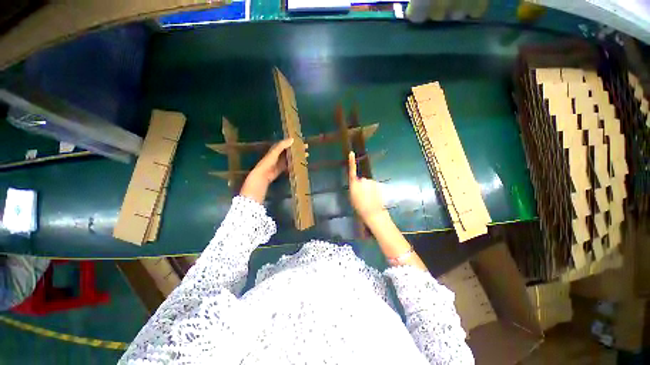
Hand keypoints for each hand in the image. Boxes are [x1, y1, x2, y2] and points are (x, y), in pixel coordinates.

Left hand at [241, 138, 301, 203]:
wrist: (263, 174)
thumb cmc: (268, 161)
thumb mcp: (275, 152)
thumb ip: (282, 145)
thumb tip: (292, 139)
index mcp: (277, 148)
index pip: (287, 143)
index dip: (294, 142)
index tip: (302, 142)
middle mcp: (279, 154)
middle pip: (290, 150)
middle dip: (298, 149)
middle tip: (306, 148)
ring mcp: (281, 162)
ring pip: (291, 157)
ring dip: (298, 156)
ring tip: (306, 155)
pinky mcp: (282, 168)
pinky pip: (290, 165)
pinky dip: (295, 164)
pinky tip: (301, 164)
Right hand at [348, 151, 386, 221]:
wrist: (372, 212)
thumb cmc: (359, 207)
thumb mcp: (352, 197)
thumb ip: (354, 188)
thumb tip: (357, 184)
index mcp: (354, 184)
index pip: (352, 170)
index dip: (351, 162)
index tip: (351, 153)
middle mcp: (362, 180)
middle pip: (362, 180)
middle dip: (363, 186)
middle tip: (363, 196)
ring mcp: (371, 182)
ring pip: (369, 184)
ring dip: (369, 189)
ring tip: (369, 199)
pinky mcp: (378, 185)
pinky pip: (375, 186)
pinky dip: (375, 190)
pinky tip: (375, 198)